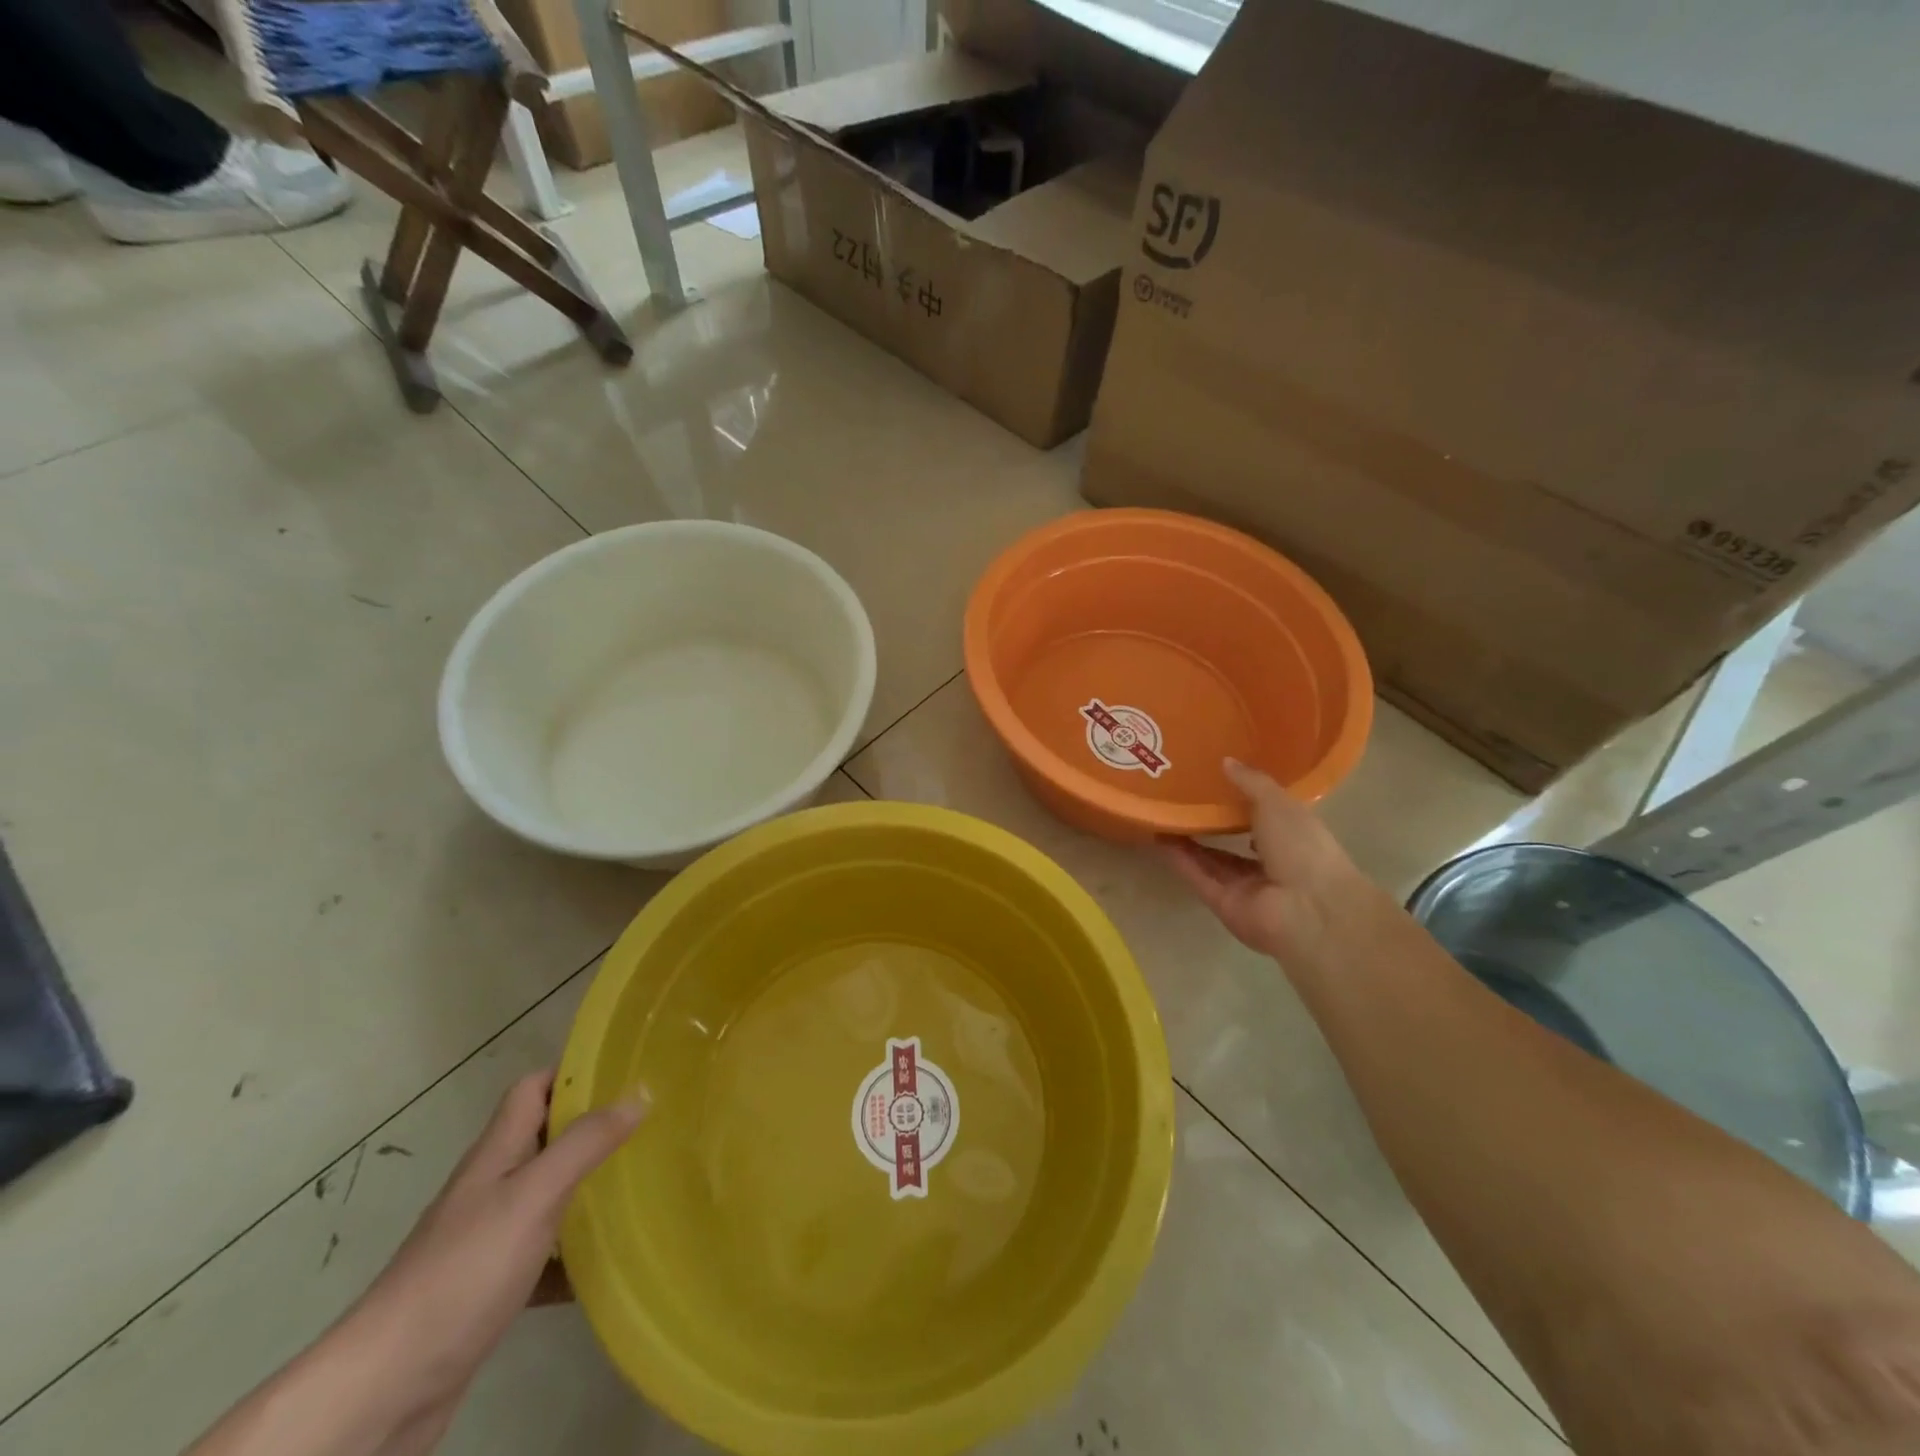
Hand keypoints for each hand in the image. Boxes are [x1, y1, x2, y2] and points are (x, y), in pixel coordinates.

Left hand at [186, 1072, 646, 1455]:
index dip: (572, 1072)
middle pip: (544, 1140)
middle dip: (592, 1129)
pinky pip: (541, 1257)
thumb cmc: (463, 1271)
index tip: (623, 1070)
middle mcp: (489, 1188)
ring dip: (586, 1190)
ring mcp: (485, 1241)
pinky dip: (571, 1257)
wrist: (386, 1387)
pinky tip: (603, 1266)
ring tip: (639, 1185)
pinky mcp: (487, 1290)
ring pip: (546, 1197)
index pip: (532, 1089)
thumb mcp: (533, 1196)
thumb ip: (585, 1143)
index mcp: (496, 1155)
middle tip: (647, 1126)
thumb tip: (638, 1093)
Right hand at [1162, 758, 1360, 963]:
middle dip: (1210, 822)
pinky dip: (1180, 860)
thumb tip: (1226, 760)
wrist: (1308, 909)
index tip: (1215, 779)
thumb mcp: (1278, 803)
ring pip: (1211, 860)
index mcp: (1292, 836)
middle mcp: (1270, 862)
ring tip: (1163, 815)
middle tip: (1179, 797)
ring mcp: (1246, 886)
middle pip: (1233, 841)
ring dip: (1188, 841)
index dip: (1241, 800)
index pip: (1264, 817)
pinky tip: (1159, 839)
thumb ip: (1251, 782)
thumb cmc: (1302, 847)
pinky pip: (1198, 877)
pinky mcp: (1223, 903)